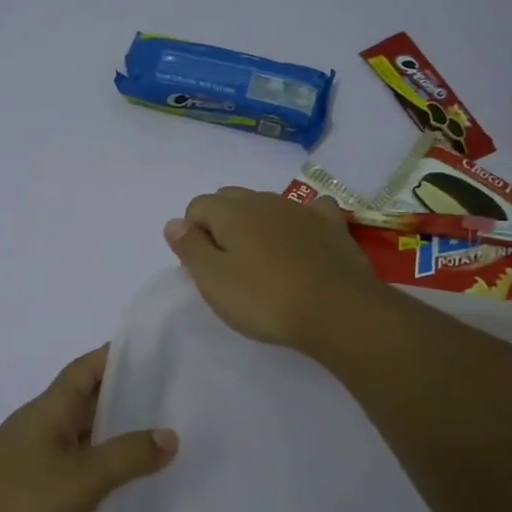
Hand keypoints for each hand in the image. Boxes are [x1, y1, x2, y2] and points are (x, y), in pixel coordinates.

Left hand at [0, 347, 177, 511]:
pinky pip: (68, 462)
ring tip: (152, 442)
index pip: (87, 367)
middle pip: (84, 398)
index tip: (153, 354)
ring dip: (109, 433)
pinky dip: (93, 463)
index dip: (116, 356)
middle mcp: (40, 423)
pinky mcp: (25, 484)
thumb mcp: (85, 476)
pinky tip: (115, 482)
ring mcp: (29, 454)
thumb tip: (169, 435)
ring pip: (77, 432)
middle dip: (121, 395)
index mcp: (51, 408)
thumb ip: (128, 455)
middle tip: (166, 401)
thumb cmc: (23, 499)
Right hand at [164, 187, 385, 350]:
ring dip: (258, 224)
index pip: (197, 206)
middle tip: (229, 265)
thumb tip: (173, 223)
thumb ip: (189, 248)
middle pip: (231, 200)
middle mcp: (264, 200)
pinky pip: (311, 210)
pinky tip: (303, 241)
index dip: (193, 234)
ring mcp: (302, 209)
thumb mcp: (213, 280)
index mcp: (231, 211)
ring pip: (268, 205)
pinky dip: (301, 221)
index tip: (204, 267)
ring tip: (264, 261)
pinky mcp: (332, 225)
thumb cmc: (265, 299)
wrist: (337, 311)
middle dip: (222, 224)